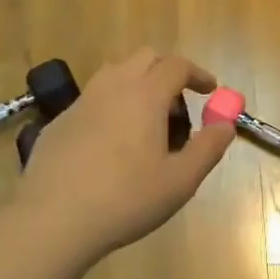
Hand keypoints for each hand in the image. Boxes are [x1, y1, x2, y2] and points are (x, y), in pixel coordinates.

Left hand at [15, 49, 235, 261]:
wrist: (53, 220)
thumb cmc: (126, 199)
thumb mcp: (181, 181)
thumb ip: (208, 147)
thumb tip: (226, 124)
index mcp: (145, 95)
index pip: (177, 65)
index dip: (198, 74)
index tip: (210, 91)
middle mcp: (111, 87)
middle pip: (144, 58)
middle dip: (167, 72)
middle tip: (179, 105)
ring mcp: (80, 103)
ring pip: (114, 74)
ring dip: (137, 84)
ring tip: (146, 121)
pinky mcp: (58, 122)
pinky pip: (92, 100)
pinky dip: (111, 106)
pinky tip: (110, 144)